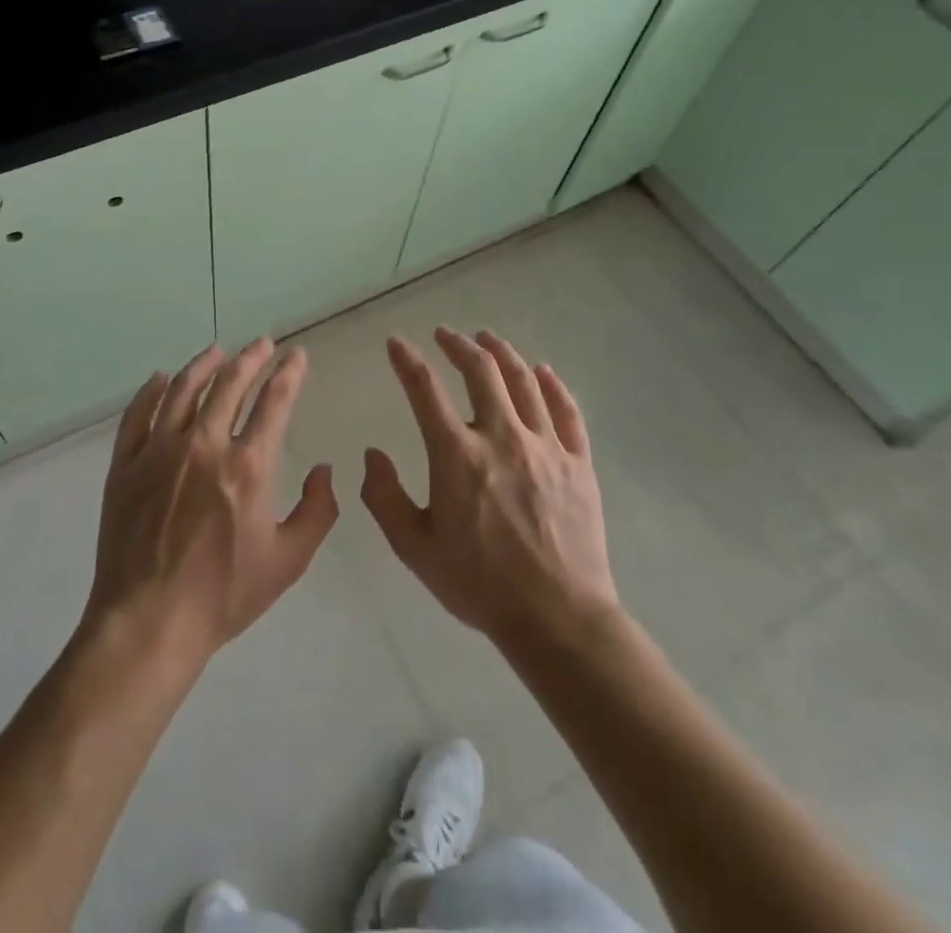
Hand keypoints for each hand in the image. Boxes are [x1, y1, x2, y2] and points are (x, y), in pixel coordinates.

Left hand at [81, 340, 338, 669]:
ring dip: (204, 364)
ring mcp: (159, 451)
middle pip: (230, 384)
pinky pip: (137, 415)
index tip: (297, 356)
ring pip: (183, 389)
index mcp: (248, 466)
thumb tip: (323, 470)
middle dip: (251, 357)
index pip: (274, 402)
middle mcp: (204, 445)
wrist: (149, 621)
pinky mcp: (126, 464)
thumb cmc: (223, 594)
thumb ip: (318, 511)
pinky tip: (161, 378)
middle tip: (262, 343)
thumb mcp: (288, 560)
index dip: (289, 374)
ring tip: (217, 350)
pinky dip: (151, 391)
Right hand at [361, 327, 617, 649]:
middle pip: (481, 371)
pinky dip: (553, 385)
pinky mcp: (578, 463)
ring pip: (524, 381)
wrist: (557, 618)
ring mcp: (545, 446)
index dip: (406, 360)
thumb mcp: (415, 548)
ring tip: (487, 339)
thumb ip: (385, 497)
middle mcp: (501, 436)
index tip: (396, 343)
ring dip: (502, 353)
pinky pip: (567, 411)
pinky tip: (544, 371)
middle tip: (445, 334)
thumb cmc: (479, 584)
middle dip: (458, 345)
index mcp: (457, 454)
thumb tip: (372, 455)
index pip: (424, 390)